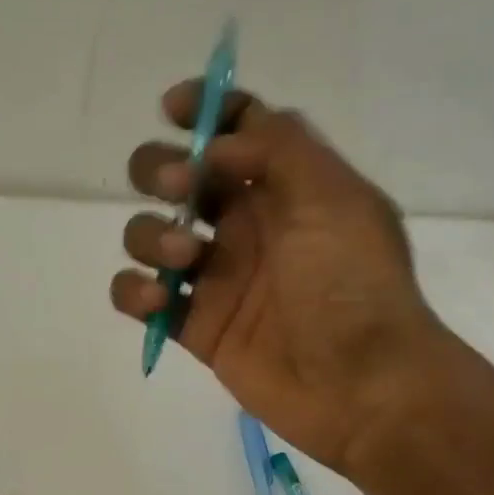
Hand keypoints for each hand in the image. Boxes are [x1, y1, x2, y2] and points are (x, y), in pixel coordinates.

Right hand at [110, 84, 449, 474]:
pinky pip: (142, 298)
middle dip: (162, 171)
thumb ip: (277, 148)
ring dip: (151, 235)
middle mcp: (246, 225)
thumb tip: (215, 146)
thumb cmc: (353, 285)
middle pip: (179, 177)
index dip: (205, 110)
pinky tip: (157, 300)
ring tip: (185, 260)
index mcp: (286, 186)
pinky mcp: (196, 326)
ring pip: (151, 235)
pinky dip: (134, 292)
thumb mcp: (335, 197)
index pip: (238, 130)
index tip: (173, 109)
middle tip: (180, 189)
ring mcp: (217, 277)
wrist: (359, 385)